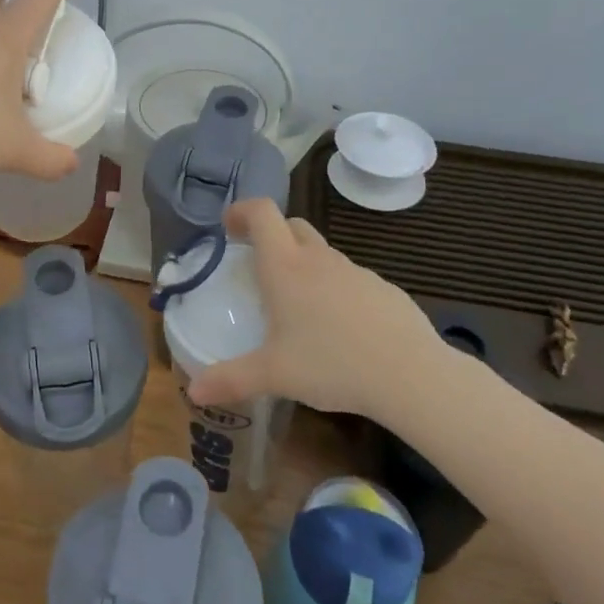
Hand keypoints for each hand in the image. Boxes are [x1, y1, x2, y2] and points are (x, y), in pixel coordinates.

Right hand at [185, 198, 444, 421]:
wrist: (410, 374)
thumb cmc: (331, 364)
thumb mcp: (274, 375)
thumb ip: (231, 379)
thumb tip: (193, 393)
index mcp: (285, 266)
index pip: (261, 213)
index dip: (241, 211)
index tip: (228, 227)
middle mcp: (318, 259)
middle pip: (291, 225)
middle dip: (271, 235)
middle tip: (257, 265)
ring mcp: (355, 271)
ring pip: (322, 253)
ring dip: (303, 264)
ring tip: (297, 306)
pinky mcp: (383, 289)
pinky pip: (349, 278)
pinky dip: (334, 289)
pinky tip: (339, 328)